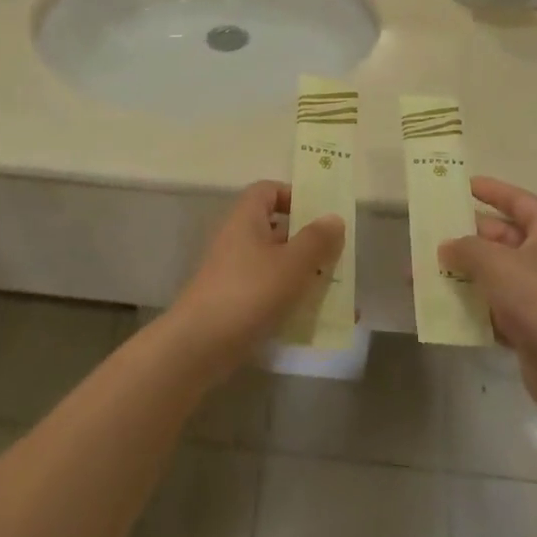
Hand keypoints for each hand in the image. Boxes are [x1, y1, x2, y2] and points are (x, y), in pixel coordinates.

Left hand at [167, 182, 345, 382]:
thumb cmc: (249, 292)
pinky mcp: (234, 303)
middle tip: (337, 258)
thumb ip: (317, 239)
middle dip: (308, 243)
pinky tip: (316, 321)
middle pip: (276, 229)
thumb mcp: (292, 263)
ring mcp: (234, 273)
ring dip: (304, 275)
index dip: (294, 196)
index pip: (268, 190)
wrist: (199, 346)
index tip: (320, 216)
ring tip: (335, 292)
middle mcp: (238, 240)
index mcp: (247, 219)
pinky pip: (269, 293)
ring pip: (276, 264)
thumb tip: (334, 218)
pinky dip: (291, 301)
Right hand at [440, 178, 536, 424]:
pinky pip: (496, 306)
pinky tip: (443, 306)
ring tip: (427, 271)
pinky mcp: (532, 325)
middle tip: (434, 233)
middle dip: (468, 237)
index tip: (464, 185)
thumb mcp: (496, 264)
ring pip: (496, 274)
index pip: (520, 201)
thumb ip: (466, 248)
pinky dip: (473, 305)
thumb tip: (446, 246)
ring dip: (465, 273)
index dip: (493, 191)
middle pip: (504, 238)